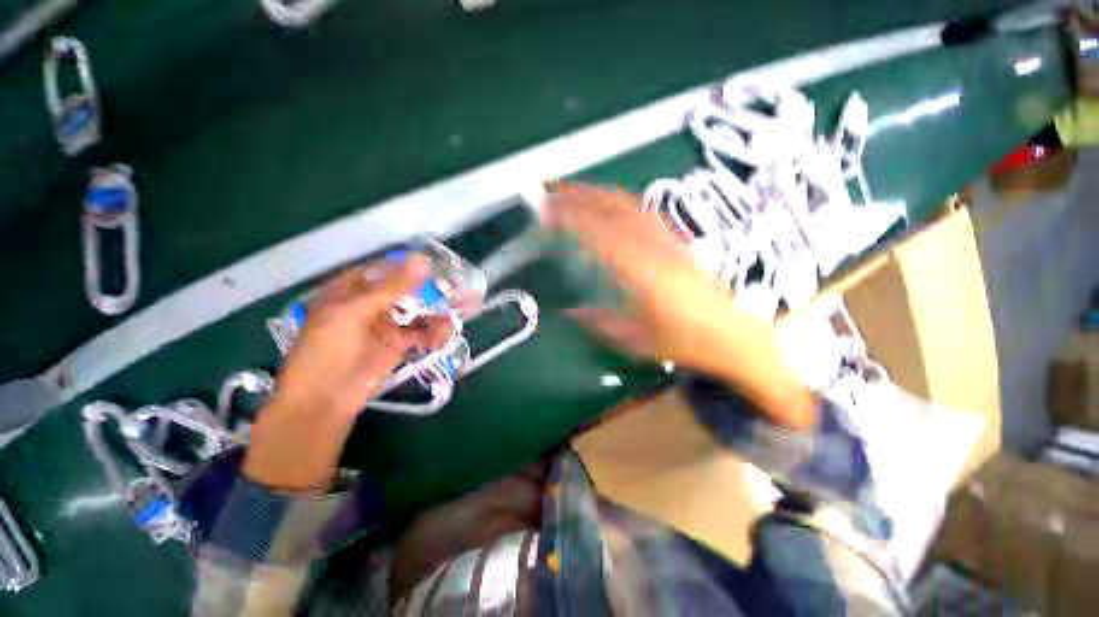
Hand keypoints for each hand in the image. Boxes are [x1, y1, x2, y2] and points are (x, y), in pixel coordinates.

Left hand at [244, 256, 452, 489]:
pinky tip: (444, 333)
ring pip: (416, 310)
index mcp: (351, 290)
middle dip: (428, 288)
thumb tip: (423, 262)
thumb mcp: (355, 312)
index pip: (383, 269)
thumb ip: (391, 288)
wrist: (325, 399)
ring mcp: (386, 324)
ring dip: (436, 310)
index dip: (406, 265)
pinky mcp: (398, 344)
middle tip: (454, 286)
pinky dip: (434, 331)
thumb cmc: (328, 349)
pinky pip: (421, 332)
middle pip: (404, 289)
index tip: (433, 263)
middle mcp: (370, 304)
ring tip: (456, 310)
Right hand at [546, 182, 813, 429]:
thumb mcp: (636, 340)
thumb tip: (569, 312)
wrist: (732, 333)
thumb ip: (599, 322)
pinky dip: (617, 201)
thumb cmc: (684, 341)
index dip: (572, 218)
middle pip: (612, 208)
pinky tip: (605, 202)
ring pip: (627, 204)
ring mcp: (666, 239)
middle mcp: (654, 247)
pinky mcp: (675, 238)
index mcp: (642, 273)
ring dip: (596, 192)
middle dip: (578, 195)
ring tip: (571, 190)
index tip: (547, 211)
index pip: (601, 234)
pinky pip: (641, 211)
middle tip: (550, 191)